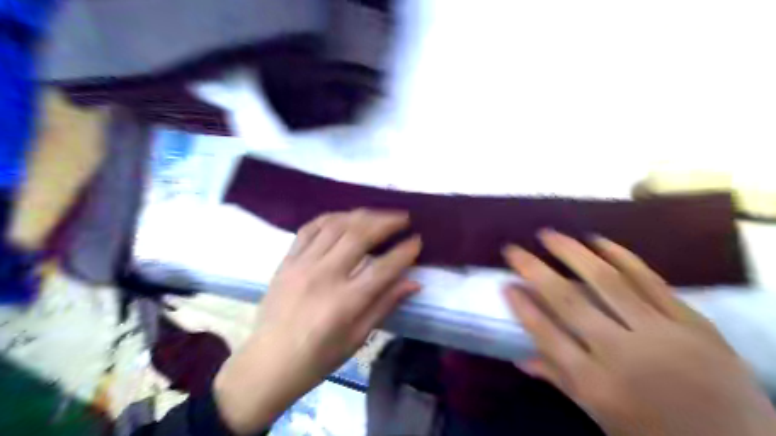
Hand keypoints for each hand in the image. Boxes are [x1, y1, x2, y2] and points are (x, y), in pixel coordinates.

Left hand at [211, 210, 420, 434]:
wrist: (268, 363)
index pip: (383, 267)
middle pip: (359, 236)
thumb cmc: (317, 358)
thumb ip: (384, 305)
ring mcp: (302, 264)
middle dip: (386, 222)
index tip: (417, 240)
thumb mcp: (357, 338)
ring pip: (336, 225)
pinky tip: (344, 217)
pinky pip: (309, 228)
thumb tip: (413, 282)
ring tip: (378, 214)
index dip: (405, 251)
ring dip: (362, 215)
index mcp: (345, 301)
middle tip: (403, 218)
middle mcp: (324, 276)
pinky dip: (330, 217)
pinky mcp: (287, 260)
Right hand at [504, 228, 774, 435]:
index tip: (505, 283)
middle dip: (535, 270)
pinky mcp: (692, 322)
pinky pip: (651, 281)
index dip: (523, 307)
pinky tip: (599, 241)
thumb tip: (521, 358)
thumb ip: (560, 380)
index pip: (547, 335)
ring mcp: (660, 334)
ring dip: (573, 253)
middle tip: (514, 249)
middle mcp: (622, 354)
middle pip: (569, 302)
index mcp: (597, 385)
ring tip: (549, 234)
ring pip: (607, 282)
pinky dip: (622, 257)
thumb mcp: (602, 418)